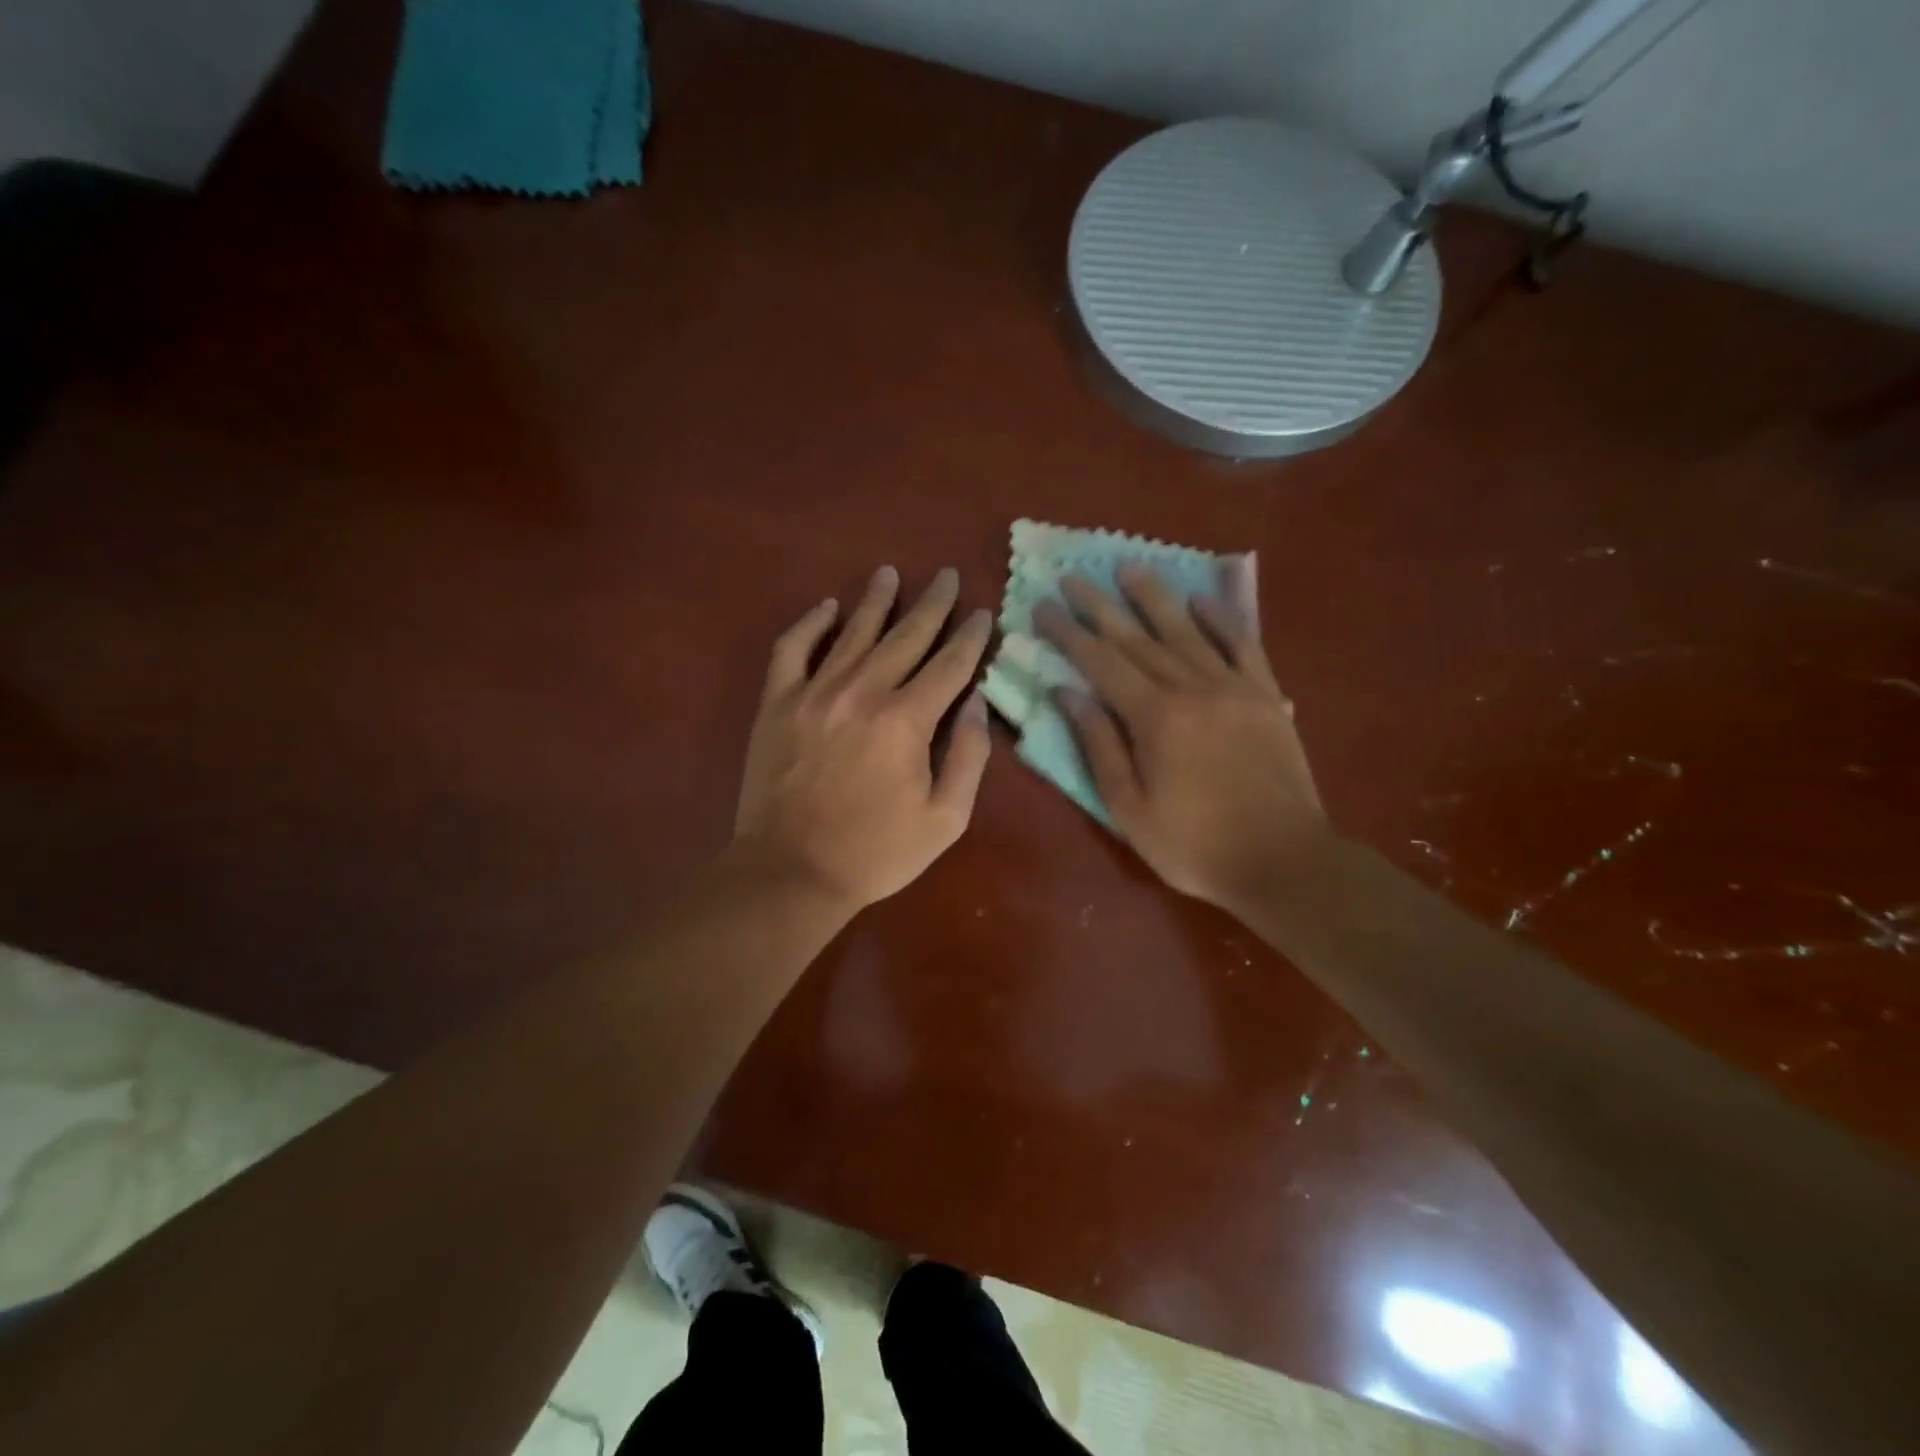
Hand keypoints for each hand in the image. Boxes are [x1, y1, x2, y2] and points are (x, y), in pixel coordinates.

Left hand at [733, 566, 993, 912]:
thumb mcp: (945, 819)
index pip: (950, 664)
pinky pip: (792, 649)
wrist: (791, 871)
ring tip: (891, 573)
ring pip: (853, 631)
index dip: (971, 636)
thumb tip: (978, 702)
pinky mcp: (777, 703)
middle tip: (947, 575)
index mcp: (907, 720)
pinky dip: (810, 624)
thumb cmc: (876, 852)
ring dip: (876, 600)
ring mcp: (814, 693)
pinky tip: (827, 607)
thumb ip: (969, 756)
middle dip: (933, 604)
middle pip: (907, 636)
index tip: (983, 612)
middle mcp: (863, 692)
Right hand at [1034, 562, 1329, 910]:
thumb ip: (1098, 745)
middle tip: (1073, 577)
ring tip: (1129, 567)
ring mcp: (1234, 687)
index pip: (1100, 663)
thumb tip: (1066, 692)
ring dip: (1155, 597)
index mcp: (1154, 718)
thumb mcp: (1129, 808)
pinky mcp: (1267, 696)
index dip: (1068, 633)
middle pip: (1137, 638)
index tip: (1043, 606)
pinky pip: (1243, 645)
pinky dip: (1222, 619)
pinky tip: (1202, 599)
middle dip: (1100, 606)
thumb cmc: (1194, 845)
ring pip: (1186, 631)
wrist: (1284, 861)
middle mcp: (1192, 688)